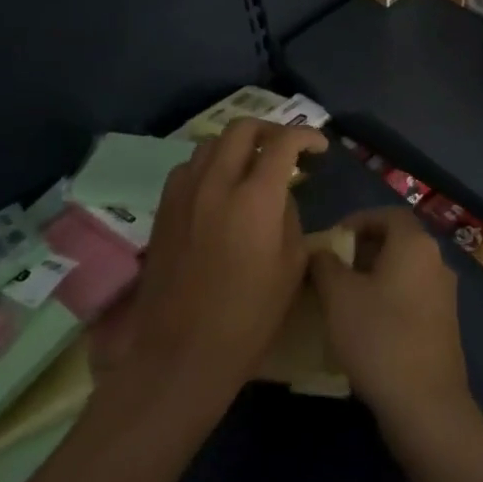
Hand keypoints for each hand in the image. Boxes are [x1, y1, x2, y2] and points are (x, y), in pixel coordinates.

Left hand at [116, 118, 327, 406]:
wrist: (181, 352)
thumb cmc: (248, 318)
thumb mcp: (291, 267)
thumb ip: (290, 217)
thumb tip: (280, 194)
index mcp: (254, 198)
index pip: (282, 143)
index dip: (305, 136)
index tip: (318, 147)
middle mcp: (215, 183)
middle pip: (242, 128)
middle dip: (270, 129)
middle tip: (287, 148)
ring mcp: (184, 193)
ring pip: (211, 143)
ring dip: (238, 145)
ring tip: (253, 165)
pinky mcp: (164, 209)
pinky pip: (189, 167)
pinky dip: (210, 164)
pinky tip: (219, 188)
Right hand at [310, 207, 474, 441]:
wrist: (425, 405)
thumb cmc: (379, 337)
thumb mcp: (339, 296)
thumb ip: (326, 264)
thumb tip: (320, 251)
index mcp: (416, 245)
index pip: (387, 214)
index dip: (358, 220)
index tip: (331, 240)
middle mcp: (436, 262)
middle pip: (397, 241)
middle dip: (362, 250)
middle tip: (331, 270)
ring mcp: (444, 295)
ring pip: (403, 271)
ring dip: (373, 276)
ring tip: (341, 298)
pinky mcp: (444, 325)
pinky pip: (412, 296)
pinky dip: (388, 298)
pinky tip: (365, 325)